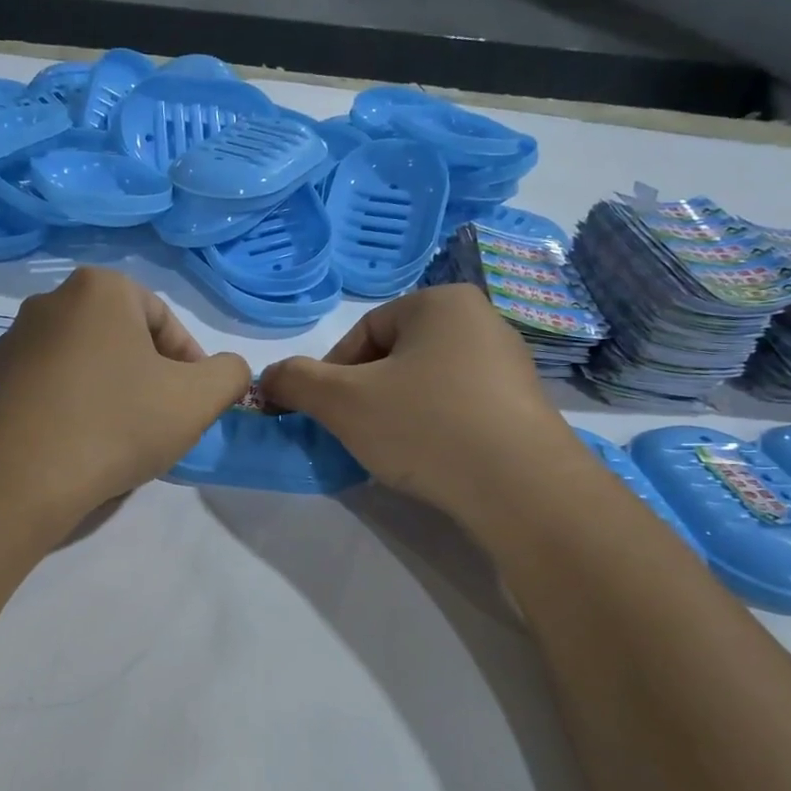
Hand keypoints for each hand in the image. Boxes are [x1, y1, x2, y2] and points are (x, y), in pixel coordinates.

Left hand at [0, 267, 250, 525]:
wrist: (16, 479)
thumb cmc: (116, 425)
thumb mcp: (197, 400)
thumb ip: (229, 374)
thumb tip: (227, 370)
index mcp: (100, 290)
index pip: (165, 322)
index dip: (189, 365)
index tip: (192, 406)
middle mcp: (49, 301)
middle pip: (121, 341)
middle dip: (147, 378)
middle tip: (158, 424)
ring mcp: (10, 341)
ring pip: (82, 365)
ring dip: (108, 395)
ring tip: (116, 442)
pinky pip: (45, 390)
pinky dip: (67, 410)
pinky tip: (75, 449)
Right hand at [260, 285, 578, 527]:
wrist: (520, 488)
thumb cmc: (425, 426)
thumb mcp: (343, 402)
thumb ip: (296, 381)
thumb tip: (268, 377)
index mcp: (441, 302)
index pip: (364, 330)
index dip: (332, 373)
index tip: (325, 413)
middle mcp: (481, 321)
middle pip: (395, 356)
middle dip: (365, 395)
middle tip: (355, 433)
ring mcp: (508, 366)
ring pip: (426, 384)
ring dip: (397, 413)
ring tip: (392, 451)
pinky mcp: (522, 407)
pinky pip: (459, 408)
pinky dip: (433, 429)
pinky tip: (430, 460)